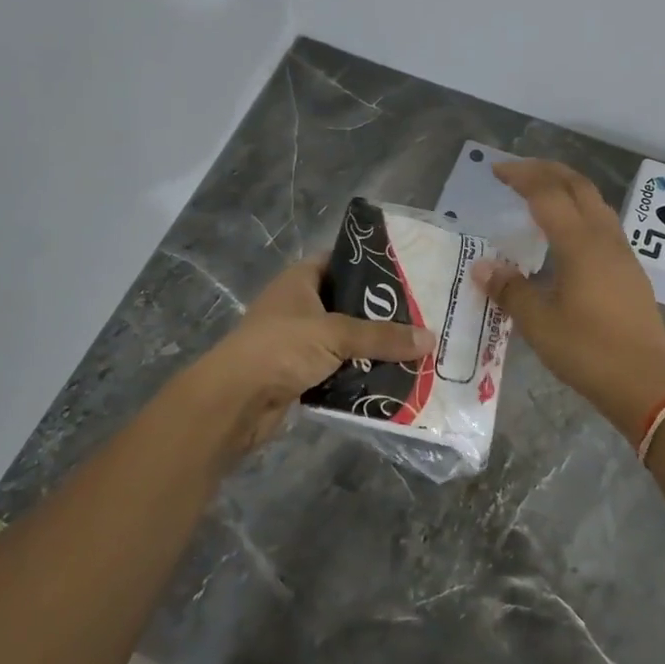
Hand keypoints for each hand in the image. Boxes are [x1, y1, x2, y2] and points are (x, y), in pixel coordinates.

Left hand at [183, 256, 436, 458]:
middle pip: (346, 303)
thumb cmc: (281, 348)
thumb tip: (430, 338)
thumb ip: (382, 336)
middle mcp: (298, 306)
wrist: (234, 401)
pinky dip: (358, 373)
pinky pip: (337, 368)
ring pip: (344, 339)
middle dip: (379, 313)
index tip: (407, 273)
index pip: (339, 261)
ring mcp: (297, 341)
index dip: (369, 265)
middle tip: (420, 315)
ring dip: (371, 347)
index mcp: (300, 281)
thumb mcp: (335, 334)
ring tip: (413, 347)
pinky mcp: (299, 373)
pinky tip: (390, 377)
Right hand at [472, 160, 664, 444]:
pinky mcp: (630, 271)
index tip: (496, 171)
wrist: (646, 383)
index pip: (548, 194)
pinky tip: (566, 233)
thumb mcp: (539, 323)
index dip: (521, 177)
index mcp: (580, 244)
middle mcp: (604, 239)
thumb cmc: (588, 351)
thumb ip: (510, 290)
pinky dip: (580, 211)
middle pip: (577, 186)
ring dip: (567, 188)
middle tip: (517, 171)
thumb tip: (482, 267)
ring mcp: (623, 253)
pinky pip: (603, 224)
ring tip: (540, 193)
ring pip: (595, 203)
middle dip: (546, 170)